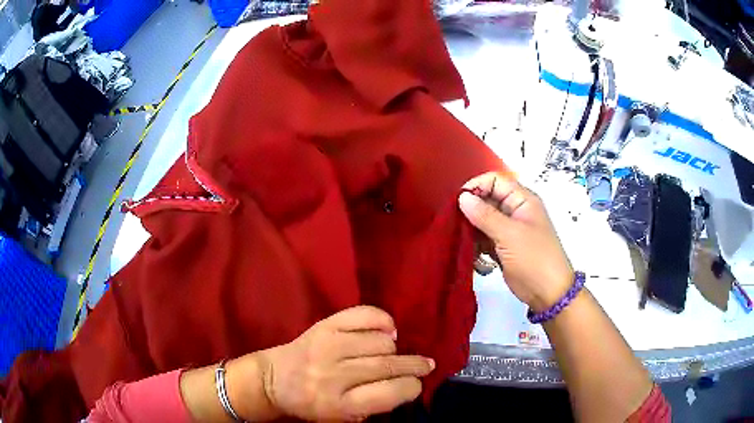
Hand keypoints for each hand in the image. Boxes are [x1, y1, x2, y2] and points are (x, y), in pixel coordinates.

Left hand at [255, 306, 434, 420]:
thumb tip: (407, 384)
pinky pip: (365, 314)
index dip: (411, 387)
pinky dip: (383, 320)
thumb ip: (373, 405)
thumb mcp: (341, 417)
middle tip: (425, 365)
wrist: (273, 380)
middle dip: (414, 366)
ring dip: (394, 348)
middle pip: (389, 365)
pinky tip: (386, 330)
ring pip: (381, 341)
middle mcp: (334, 374)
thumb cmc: (311, 404)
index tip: (417, 385)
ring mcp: (328, 346)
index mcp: (338, 404)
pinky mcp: (324, 325)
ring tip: (391, 354)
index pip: (390, 393)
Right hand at [458, 172, 573, 311]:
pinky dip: (474, 242)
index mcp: (522, 200)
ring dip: (470, 227)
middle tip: (452, 221)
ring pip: (483, 219)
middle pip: (487, 199)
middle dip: (470, 208)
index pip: (495, 181)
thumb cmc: (534, 258)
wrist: (547, 292)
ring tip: (458, 237)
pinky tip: (467, 250)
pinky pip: (484, 237)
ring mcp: (508, 230)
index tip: (457, 201)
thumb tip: (462, 197)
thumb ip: (485, 215)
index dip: (476, 186)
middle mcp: (514, 211)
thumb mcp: (510, 235)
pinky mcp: (502, 247)